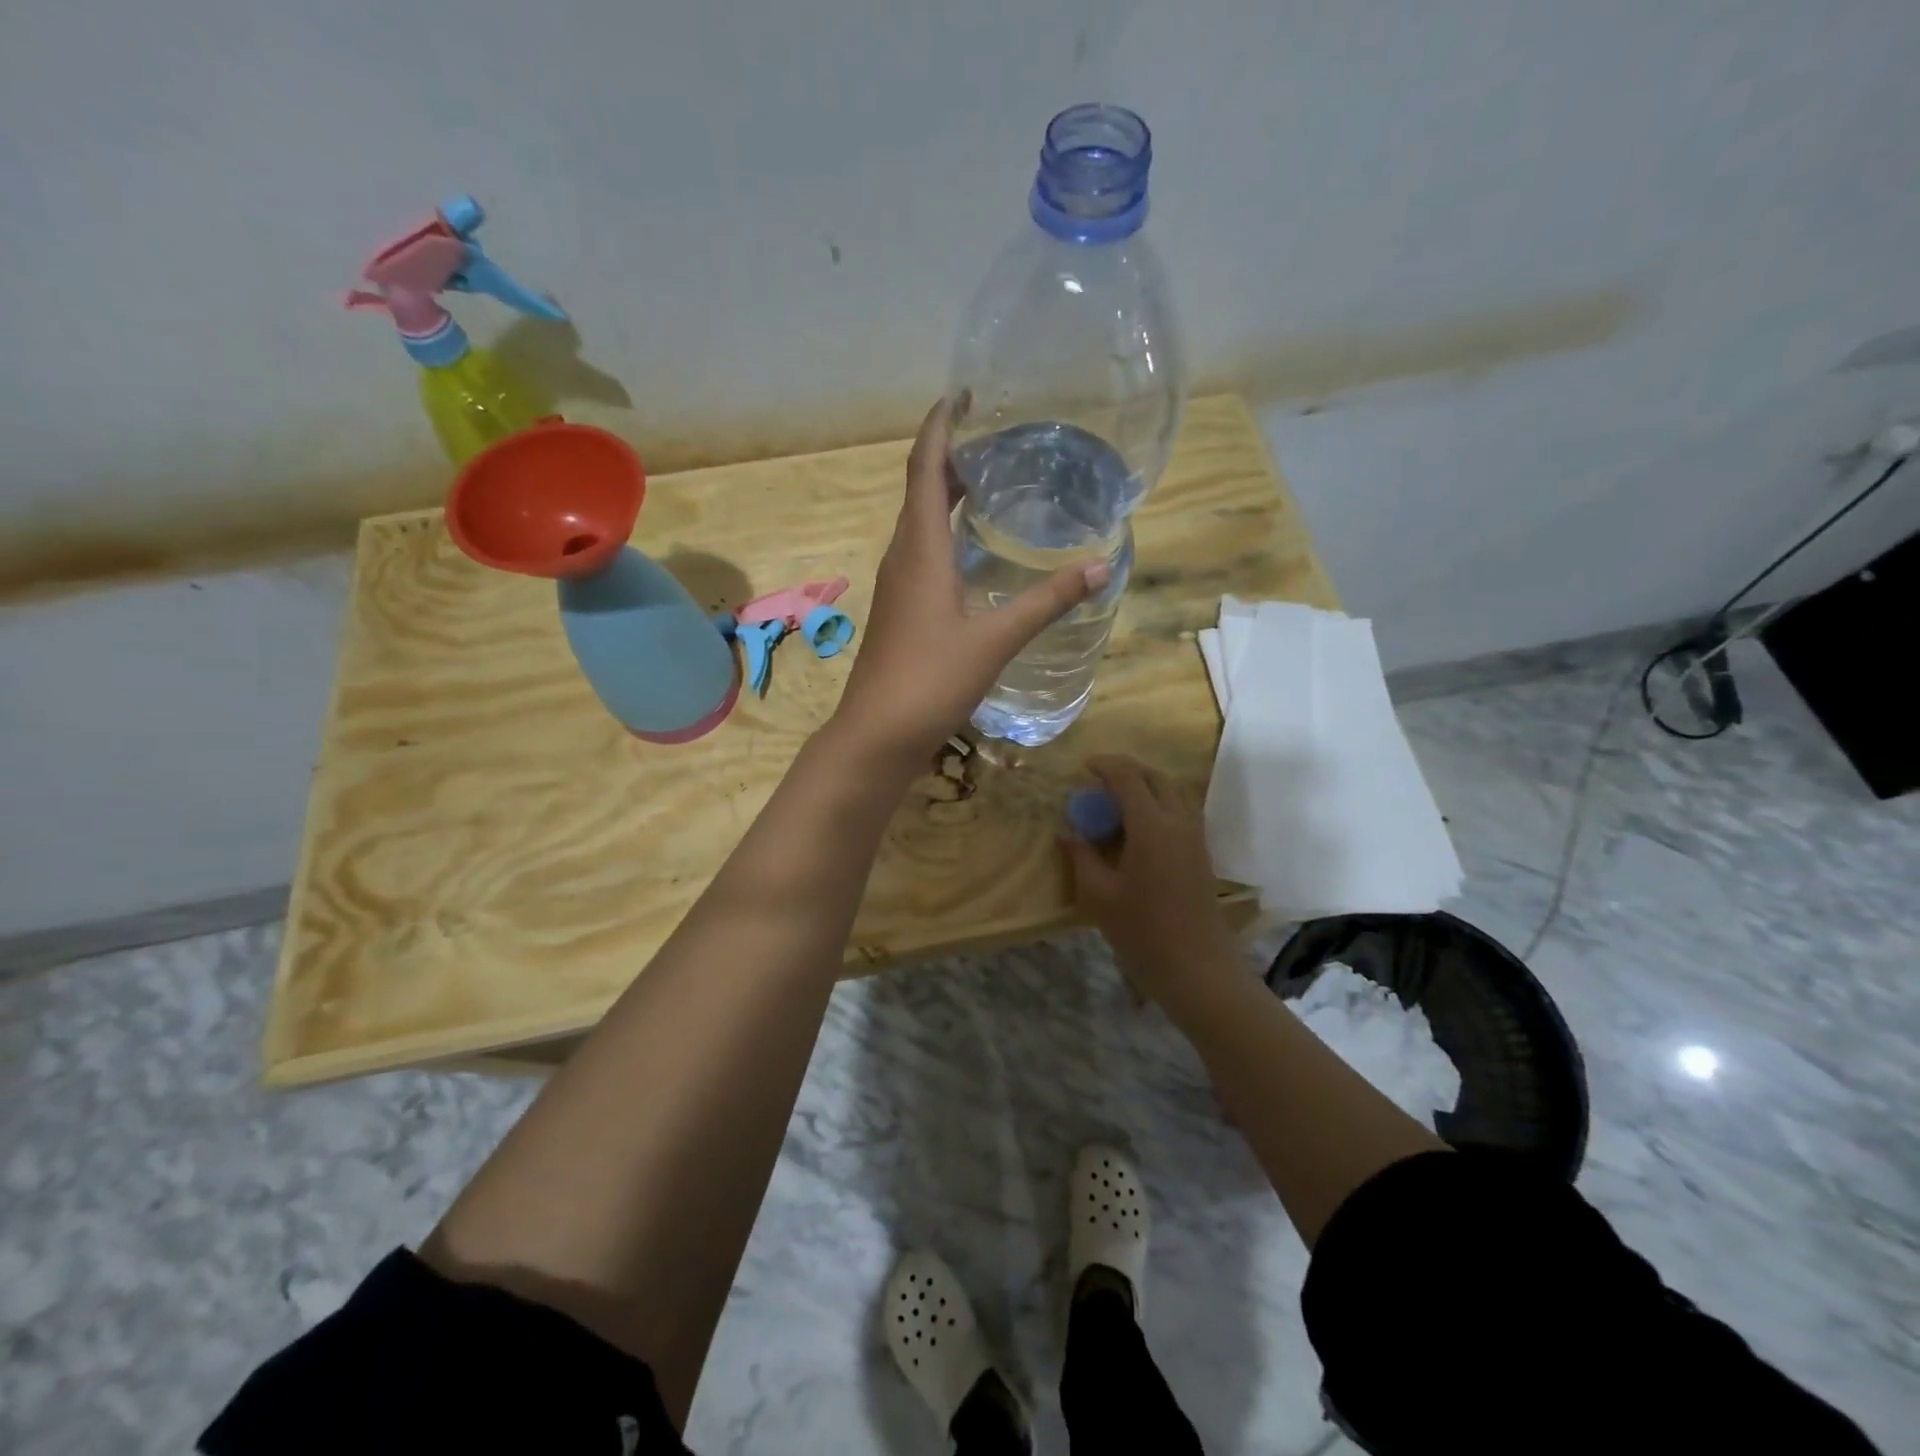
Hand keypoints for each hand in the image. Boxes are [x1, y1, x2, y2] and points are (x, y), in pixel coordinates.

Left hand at [830, 398, 1106, 766]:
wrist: (878, 734)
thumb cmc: (931, 680)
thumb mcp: (995, 639)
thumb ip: (1046, 601)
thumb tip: (1099, 566)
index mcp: (920, 548)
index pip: (925, 467)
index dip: (941, 426)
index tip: (964, 394)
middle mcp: (903, 555)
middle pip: (922, 488)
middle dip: (952, 455)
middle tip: (997, 435)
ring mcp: (898, 583)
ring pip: (921, 521)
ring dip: (948, 493)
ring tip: (991, 479)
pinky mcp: (901, 608)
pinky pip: (922, 551)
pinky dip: (946, 531)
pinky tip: (973, 547)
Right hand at [1062, 755, 1241, 1012]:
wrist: (1198, 969)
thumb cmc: (1143, 932)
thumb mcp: (1099, 895)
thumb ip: (1081, 856)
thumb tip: (1066, 831)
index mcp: (1152, 826)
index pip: (1129, 777)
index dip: (1105, 764)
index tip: (1083, 766)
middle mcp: (1178, 821)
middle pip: (1155, 777)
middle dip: (1126, 772)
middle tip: (1098, 784)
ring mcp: (1195, 836)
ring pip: (1172, 792)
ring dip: (1145, 787)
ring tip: (1116, 804)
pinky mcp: (1202, 852)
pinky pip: (1180, 811)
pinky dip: (1158, 805)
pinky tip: (1138, 829)